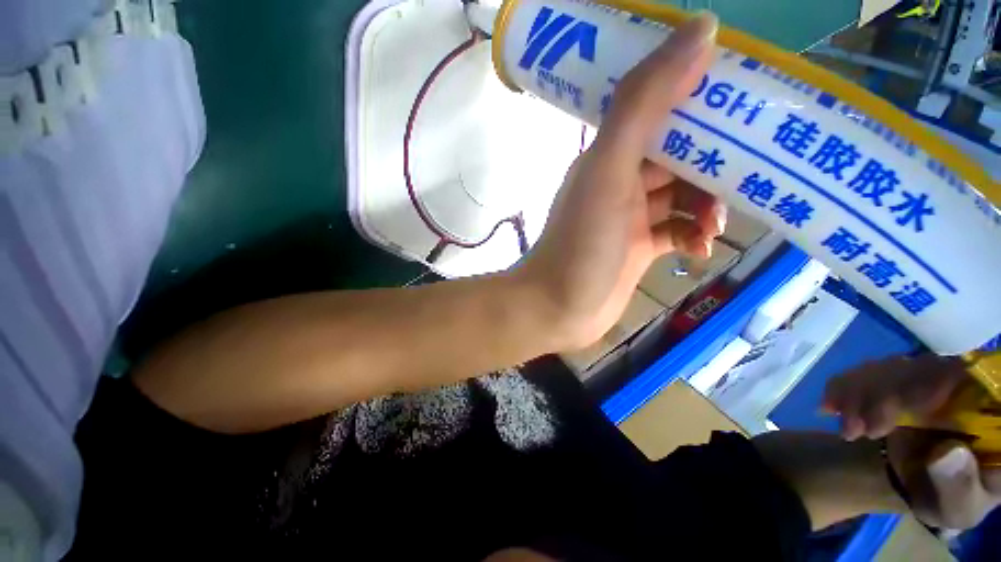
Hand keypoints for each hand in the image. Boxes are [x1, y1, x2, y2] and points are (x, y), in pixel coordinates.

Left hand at [516, 12, 724, 349]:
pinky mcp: (638, 250)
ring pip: (684, 197)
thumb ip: (644, 103)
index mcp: (610, 157)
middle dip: (718, 163)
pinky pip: (677, 233)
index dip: (704, 102)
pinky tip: (700, 250)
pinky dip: (694, 237)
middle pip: (681, 158)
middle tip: (753, 172)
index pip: (663, 112)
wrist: (557, 307)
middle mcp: (619, 183)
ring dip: (709, 206)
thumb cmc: (580, 244)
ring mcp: (629, 219)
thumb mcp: (609, 170)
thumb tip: (702, 29)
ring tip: (717, 225)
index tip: (749, 104)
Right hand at [823, 356, 1000, 528]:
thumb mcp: (958, 506)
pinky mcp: (896, 380)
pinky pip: (867, 370)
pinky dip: (843, 386)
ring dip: (857, 392)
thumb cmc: (947, 499)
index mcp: (987, 407)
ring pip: (890, 366)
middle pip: (922, 368)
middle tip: (855, 431)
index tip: (902, 411)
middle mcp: (961, 383)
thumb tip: (948, 452)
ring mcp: (927, 378)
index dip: (934, 383)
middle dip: (881, 395)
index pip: (967, 375)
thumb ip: (959, 486)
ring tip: (845, 430)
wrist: (918, 488)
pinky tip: (830, 407)